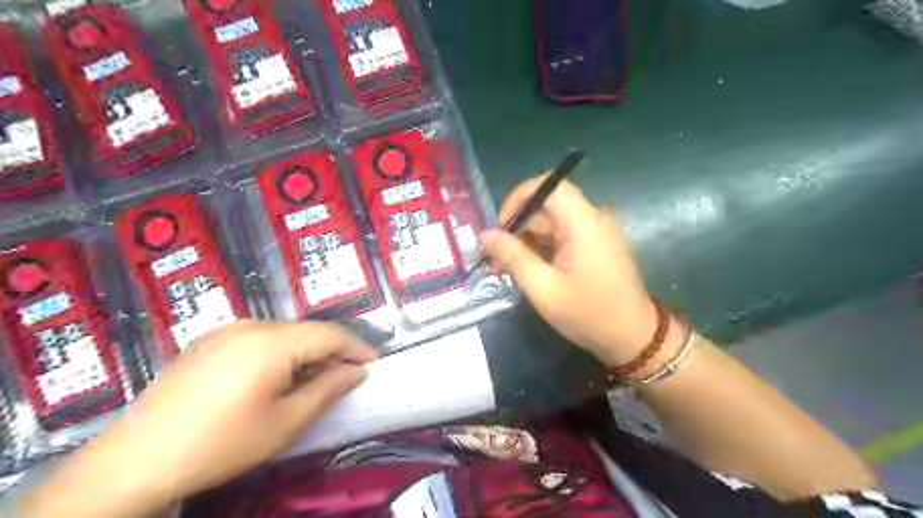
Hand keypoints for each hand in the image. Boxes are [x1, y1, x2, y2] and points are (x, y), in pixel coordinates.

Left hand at [16, 321, 373, 515]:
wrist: (136, 461)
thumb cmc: (222, 443)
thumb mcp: (286, 422)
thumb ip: (328, 390)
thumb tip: (355, 371)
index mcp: (272, 342)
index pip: (329, 334)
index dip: (356, 347)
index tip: (372, 363)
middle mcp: (250, 326)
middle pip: (306, 331)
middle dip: (330, 351)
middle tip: (342, 377)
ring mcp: (225, 331)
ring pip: (283, 333)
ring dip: (305, 352)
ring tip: (310, 380)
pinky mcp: (208, 342)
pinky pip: (257, 338)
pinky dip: (278, 352)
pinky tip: (273, 377)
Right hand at [484, 177, 654, 367]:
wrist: (634, 338)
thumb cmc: (589, 315)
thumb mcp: (543, 289)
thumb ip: (513, 257)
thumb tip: (485, 234)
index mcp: (583, 222)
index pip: (549, 185)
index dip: (519, 198)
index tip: (501, 227)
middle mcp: (591, 219)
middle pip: (547, 206)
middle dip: (517, 227)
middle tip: (495, 257)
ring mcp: (594, 233)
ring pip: (551, 223)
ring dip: (526, 241)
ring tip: (505, 267)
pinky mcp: (594, 246)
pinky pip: (561, 236)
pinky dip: (541, 248)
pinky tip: (526, 269)